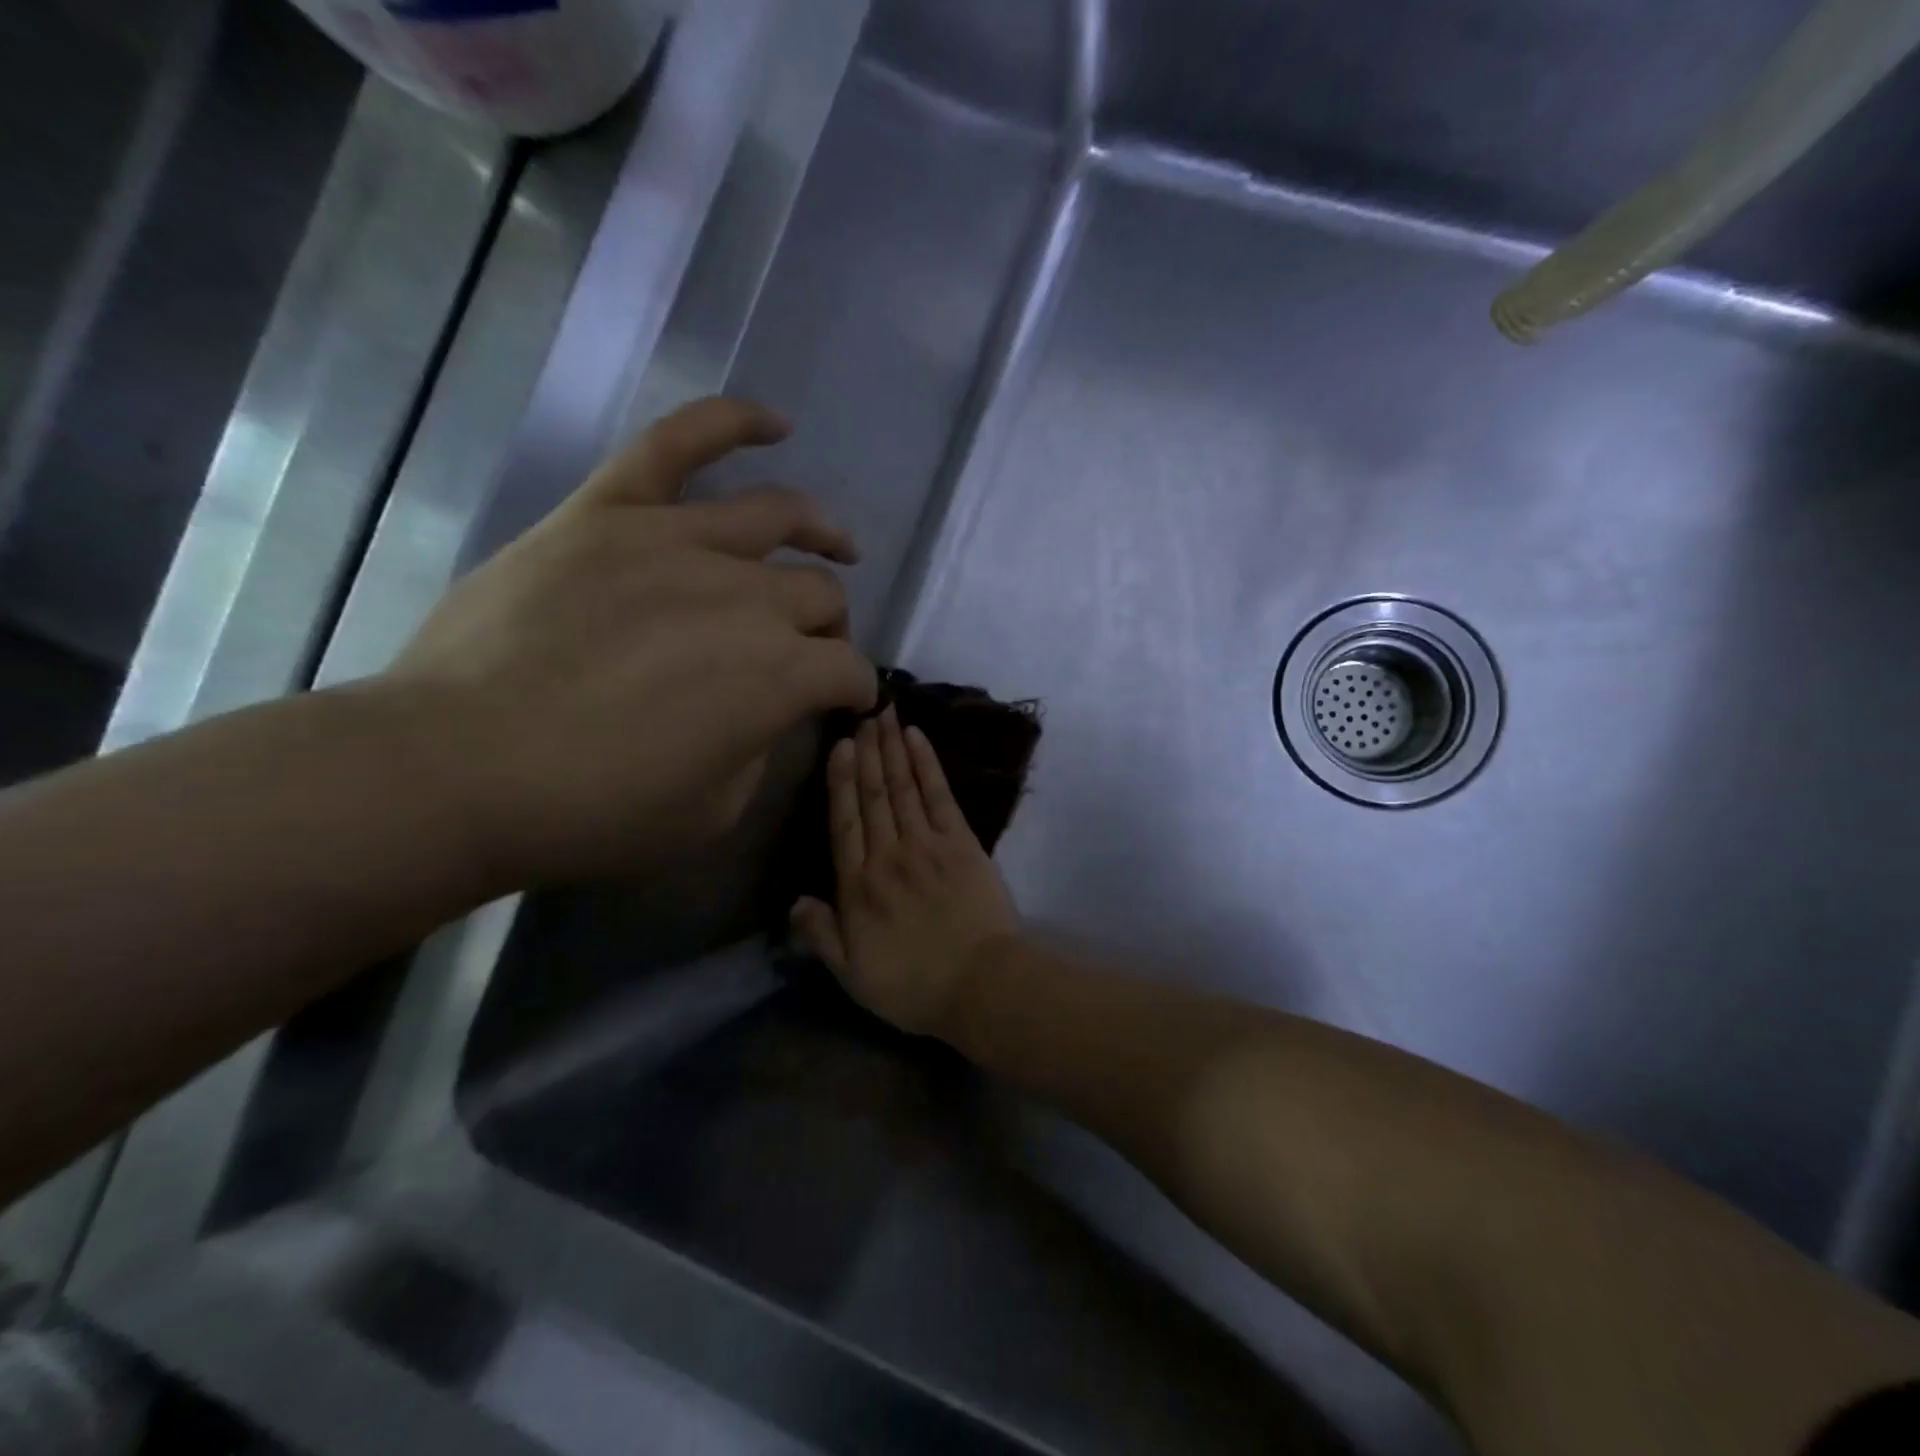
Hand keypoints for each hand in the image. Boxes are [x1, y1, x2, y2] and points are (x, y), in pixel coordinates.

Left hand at [379, 397, 877, 889]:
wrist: (454, 769)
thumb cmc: (591, 810)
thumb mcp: (711, 814)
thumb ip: (760, 752)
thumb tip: (769, 711)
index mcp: (779, 676)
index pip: (848, 671)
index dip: (855, 691)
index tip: (843, 704)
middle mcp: (747, 598)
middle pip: (821, 595)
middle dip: (831, 628)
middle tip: (812, 650)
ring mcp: (676, 542)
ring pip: (777, 517)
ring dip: (821, 532)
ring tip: (837, 544)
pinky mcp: (610, 512)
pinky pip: (678, 443)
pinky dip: (733, 422)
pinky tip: (775, 425)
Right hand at [790, 707, 1019, 1034]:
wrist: (981, 986)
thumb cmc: (914, 987)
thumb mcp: (853, 976)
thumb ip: (821, 936)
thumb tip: (794, 900)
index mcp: (858, 888)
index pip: (843, 824)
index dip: (840, 782)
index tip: (838, 745)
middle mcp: (888, 856)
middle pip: (873, 796)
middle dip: (866, 751)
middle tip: (860, 710)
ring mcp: (927, 845)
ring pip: (903, 787)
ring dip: (892, 748)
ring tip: (883, 713)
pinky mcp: (961, 843)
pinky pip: (939, 795)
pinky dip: (927, 765)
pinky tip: (917, 738)